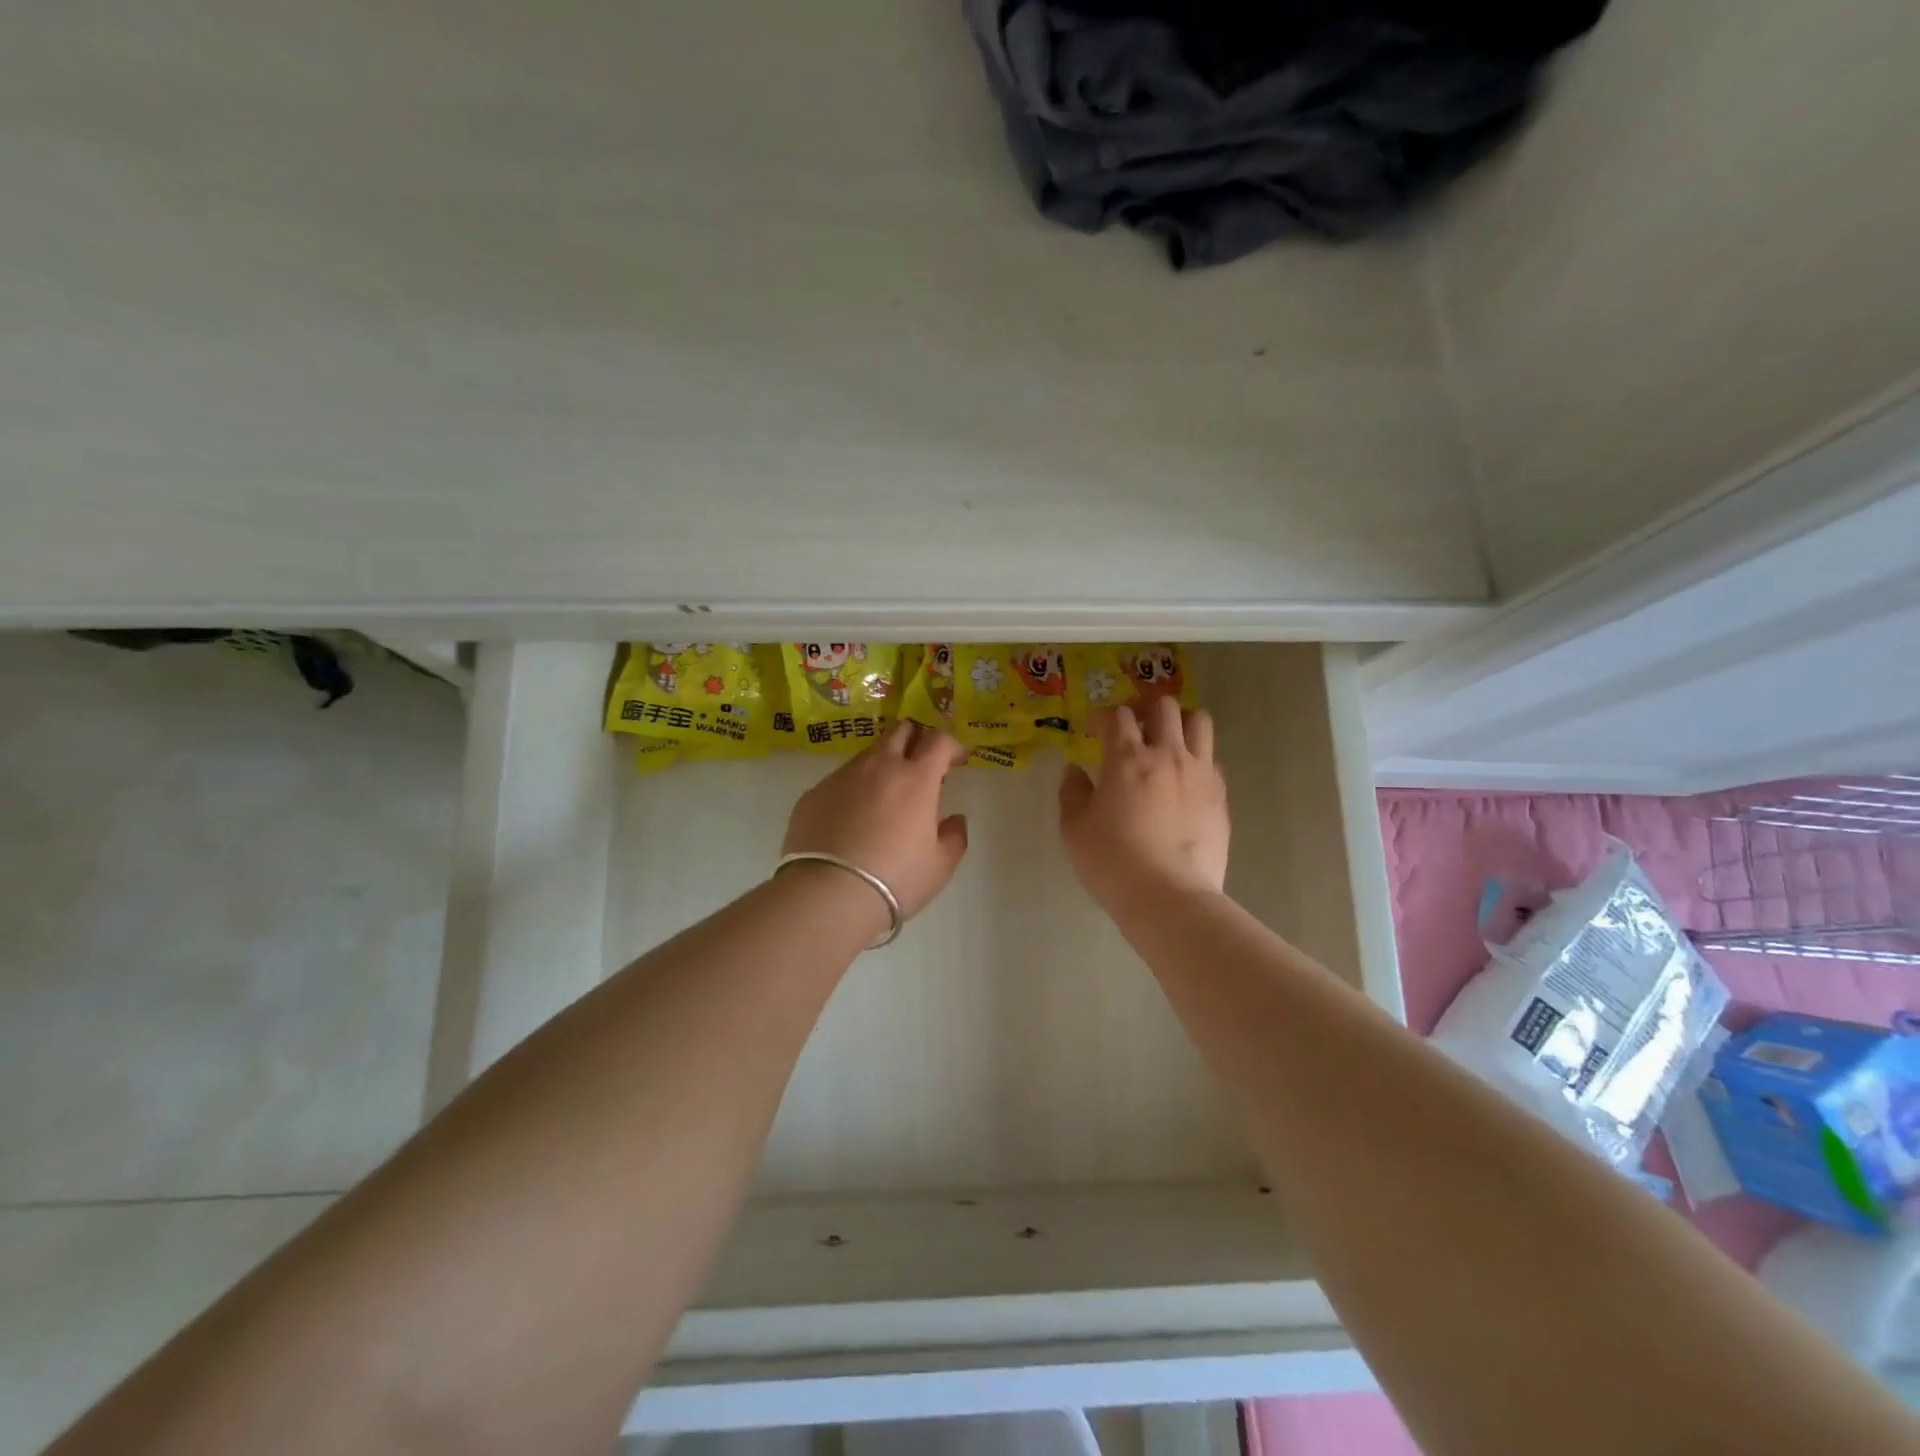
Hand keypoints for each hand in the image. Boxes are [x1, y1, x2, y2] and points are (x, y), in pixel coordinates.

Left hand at [782, 720, 970, 918]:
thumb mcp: (940, 866)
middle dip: (916, 738)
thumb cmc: (896, 879)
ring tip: (885, 798)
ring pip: (867, 755)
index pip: (938, 739)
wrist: (828, 894)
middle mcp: (878, 766)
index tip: (957, 760)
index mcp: (915, 778)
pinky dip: (854, 790)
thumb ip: (954, 837)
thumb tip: (954, 820)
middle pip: (900, 730)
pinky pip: (840, 781)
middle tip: (922, 764)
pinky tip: (852, 820)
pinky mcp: (813, 794)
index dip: (951, 745)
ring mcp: (841, 777)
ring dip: (883, 765)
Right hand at [1059, 697, 1228, 909]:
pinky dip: (1196, 757)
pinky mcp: (1220, 795)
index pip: (1117, 715)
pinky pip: (1212, 758)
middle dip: (1145, 708)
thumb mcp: (1074, 829)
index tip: (1092, 730)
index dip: (1102, 717)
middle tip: (1132, 727)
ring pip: (1199, 721)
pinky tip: (1184, 779)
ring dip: (1180, 722)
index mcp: (1128, 758)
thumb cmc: (1113, 861)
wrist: (1169, 897)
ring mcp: (1200, 772)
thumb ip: (1072, 793)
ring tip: (1167, 741)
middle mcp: (1168, 754)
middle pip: (1164, 706)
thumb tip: (1075, 771)